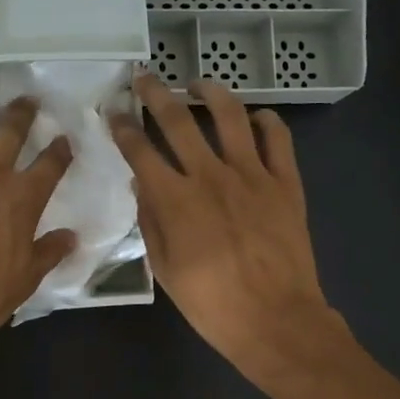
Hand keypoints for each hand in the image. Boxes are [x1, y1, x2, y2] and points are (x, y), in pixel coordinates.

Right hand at [111, 73, 342, 378]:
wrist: (275, 320)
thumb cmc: (211, 304)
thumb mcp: (165, 269)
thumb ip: (151, 221)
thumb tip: (141, 185)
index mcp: (175, 200)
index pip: (140, 150)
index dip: (122, 127)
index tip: (113, 113)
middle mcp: (210, 176)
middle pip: (178, 120)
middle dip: (155, 94)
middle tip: (145, 79)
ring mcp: (252, 175)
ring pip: (230, 115)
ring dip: (211, 92)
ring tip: (198, 85)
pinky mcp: (286, 183)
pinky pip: (277, 138)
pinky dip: (266, 121)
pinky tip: (256, 117)